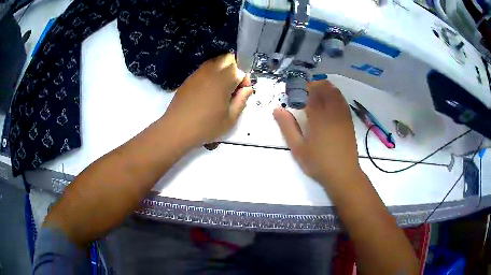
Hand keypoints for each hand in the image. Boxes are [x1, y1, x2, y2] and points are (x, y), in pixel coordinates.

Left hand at [162, 53, 252, 147]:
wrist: (176, 129)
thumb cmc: (205, 126)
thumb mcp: (230, 119)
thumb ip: (242, 101)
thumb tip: (247, 89)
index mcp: (224, 80)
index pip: (240, 70)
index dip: (244, 81)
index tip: (241, 93)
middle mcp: (211, 71)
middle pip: (227, 59)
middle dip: (234, 70)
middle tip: (231, 88)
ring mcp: (198, 73)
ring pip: (215, 61)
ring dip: (222, 70)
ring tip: (219, 89)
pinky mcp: (189, 78)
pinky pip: (204, 68)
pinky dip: (210, 74)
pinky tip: (207, 91)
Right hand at [273, 80, 360, 184]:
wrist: (343, 174)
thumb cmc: (318, 163)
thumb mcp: (298, 148)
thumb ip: (287, 127)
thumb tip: (277, 109)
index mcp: (318, 117)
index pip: (311, 93)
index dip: (302, 87)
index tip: (295, 89)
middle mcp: (332, 112)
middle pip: (325, 88)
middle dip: (314, 85)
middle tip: (304, 91)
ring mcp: (343, 116)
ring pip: (336, 93)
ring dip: (326, 88)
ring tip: (316, 93)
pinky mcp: (349, 121)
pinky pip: (342, 101)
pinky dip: (335, 95)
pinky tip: (330, 102)